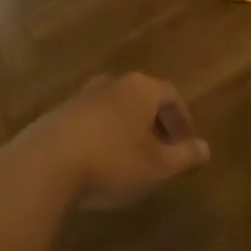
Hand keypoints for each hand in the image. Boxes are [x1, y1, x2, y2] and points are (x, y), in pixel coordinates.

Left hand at [10, 73, 209, 210]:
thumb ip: (185, 156)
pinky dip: (102, 135)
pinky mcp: (57, 114)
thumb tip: (206, 149)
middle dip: (155, 122)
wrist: (44, 167)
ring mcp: (81, 96)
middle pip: (142, 97)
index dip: (182, 120)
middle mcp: (112, 83)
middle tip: (162, 150)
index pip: (172, 95)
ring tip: (131, 158)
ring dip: (127, 128)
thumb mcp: (157, 167)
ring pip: (115, 108)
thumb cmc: (111, 162)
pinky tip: (99, 161)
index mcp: (141, 88)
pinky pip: (91, 120)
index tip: (186, 145)